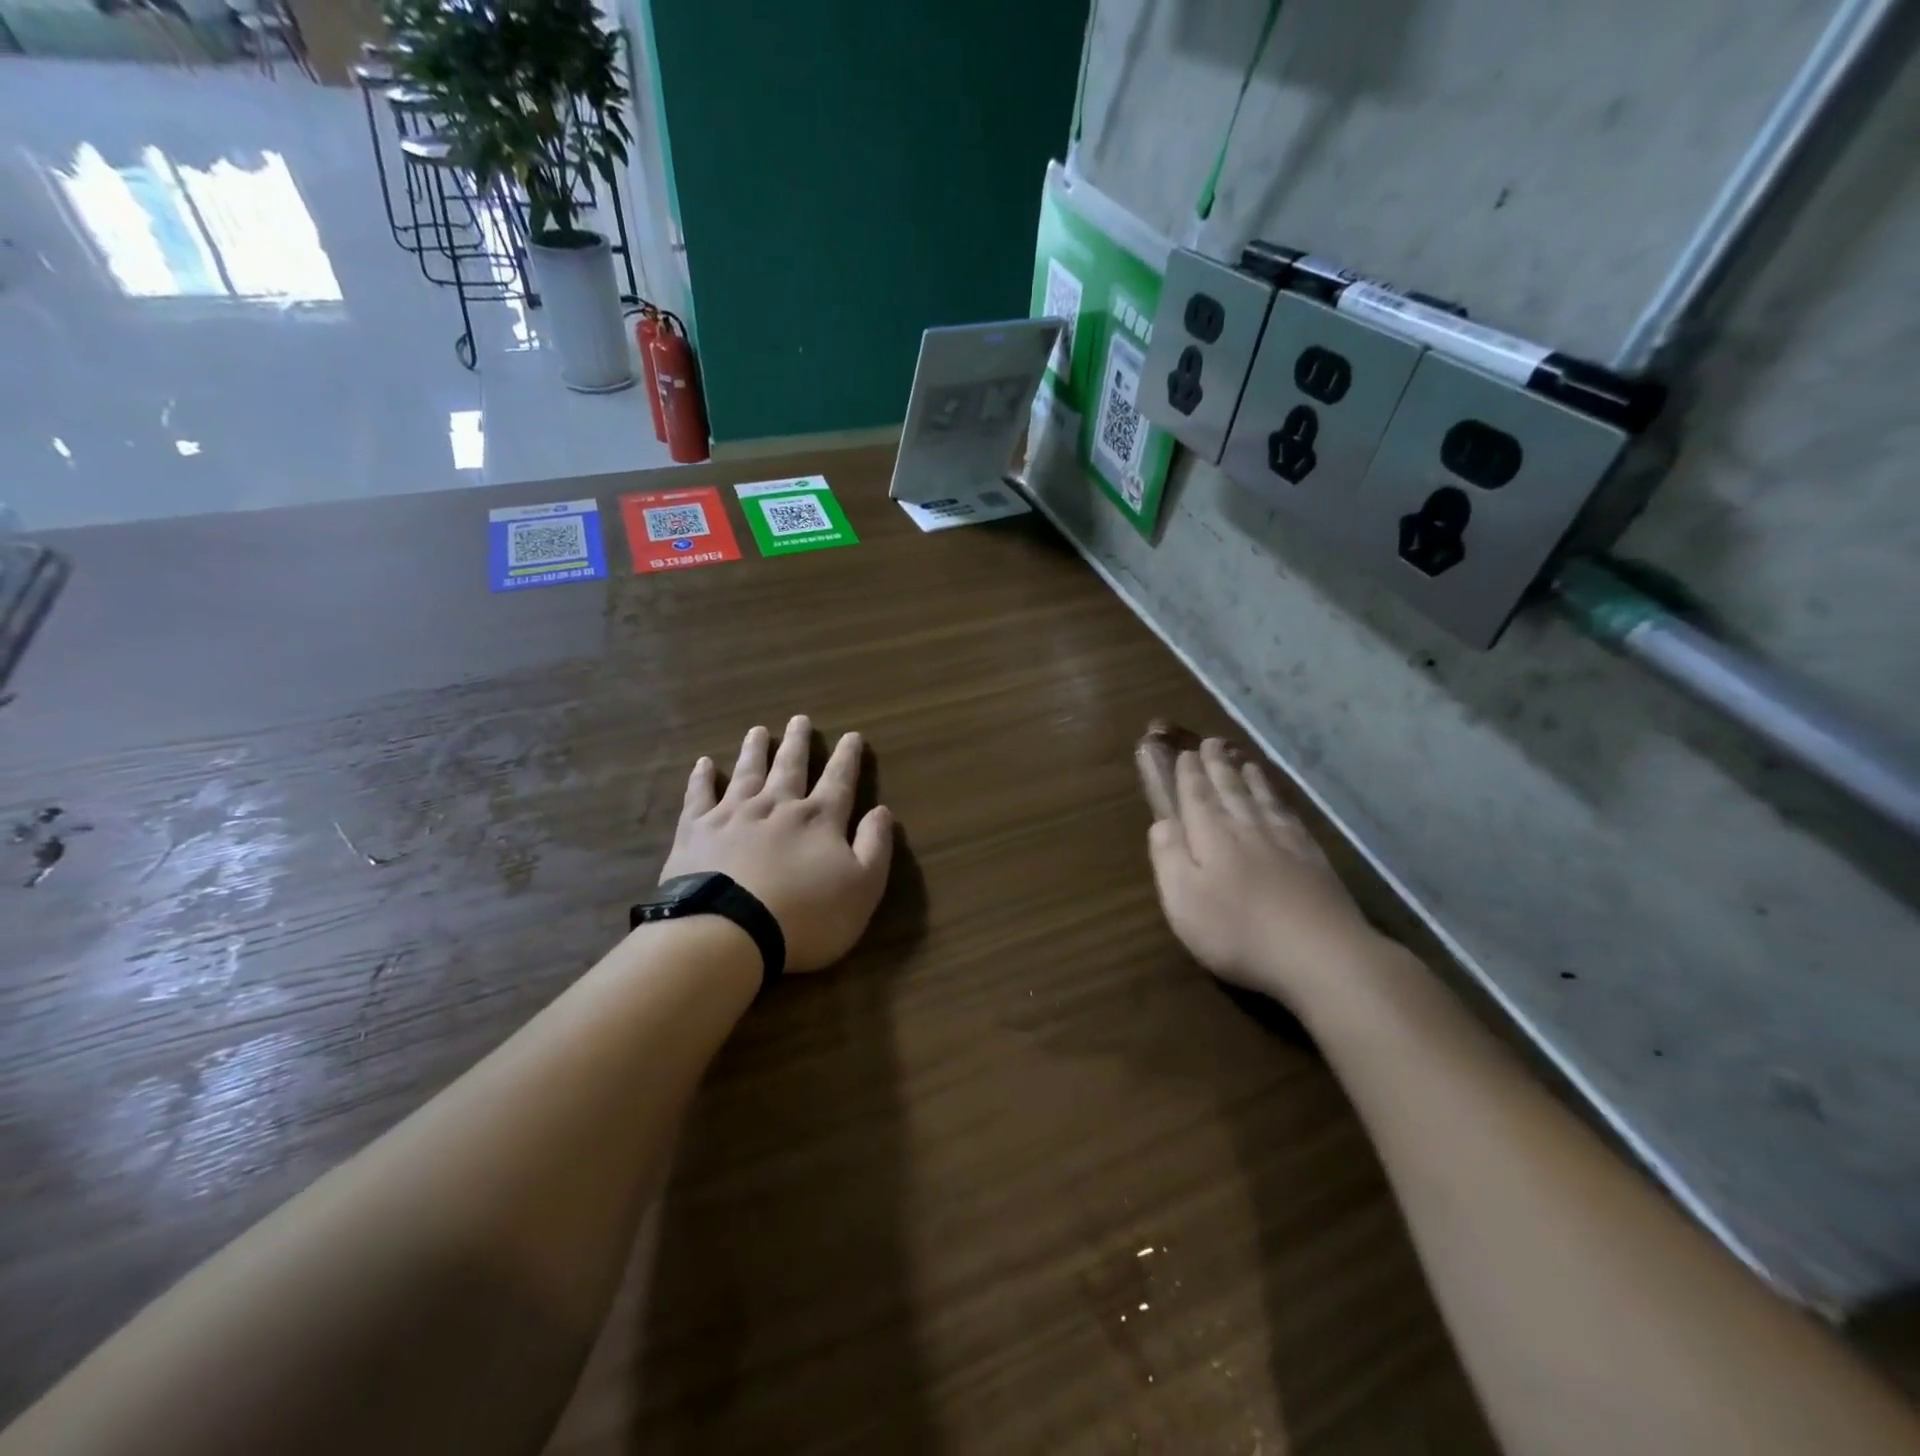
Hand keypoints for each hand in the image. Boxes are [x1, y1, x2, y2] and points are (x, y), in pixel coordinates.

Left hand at [660, 716, 893, 973]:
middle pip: (790, 767)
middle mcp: (777, 806)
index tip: (852, 736)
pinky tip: (704, 763)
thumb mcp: (862, 887)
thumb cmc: (806, 916)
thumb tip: (883, 811)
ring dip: (755, 750)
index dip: (847, 758)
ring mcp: (734, 815)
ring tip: (758, 731)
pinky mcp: (697, 831)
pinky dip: (702, 778)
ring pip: (747, 772)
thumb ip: (875, 846)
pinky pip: (699, 795)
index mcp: (819, 819)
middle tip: (799, 719)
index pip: (838, 780)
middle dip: (798, 743)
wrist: (729, 931)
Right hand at [1137, 724, 1376, 1004]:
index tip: (1184, 753)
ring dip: (1249, 777)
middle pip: (1229, 789)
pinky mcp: (1313, 858)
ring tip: (1242, 759)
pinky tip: (1278, 800)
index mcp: (1211, 835)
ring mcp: (1284, 840)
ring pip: (1261, 798)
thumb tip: (1161, 822)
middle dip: (1217, 766)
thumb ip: (1169, 856)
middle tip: (1211, 743)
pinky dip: (1279, 800)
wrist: (1320, 953)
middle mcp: (1246, 827)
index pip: (1196, 796)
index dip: (1188, 774)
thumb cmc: (1238, 931)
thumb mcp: (1183, 900)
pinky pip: (1289, 815)